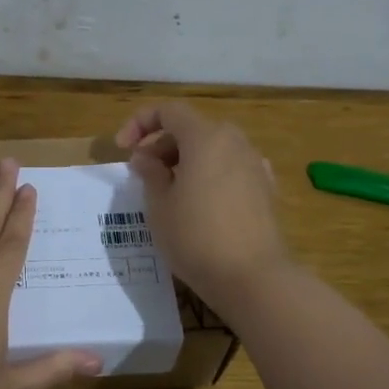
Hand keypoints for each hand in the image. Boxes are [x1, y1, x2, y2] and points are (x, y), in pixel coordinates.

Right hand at [114, 101, 291, 313]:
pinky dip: (209, 176)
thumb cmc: (196, 237)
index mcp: (206, 137)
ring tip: (168, 191)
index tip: (122, 149)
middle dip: (162, 146)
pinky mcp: (265, 189)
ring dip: (186, 162)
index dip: (140, 123)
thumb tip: (146, 158)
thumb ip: (150, 173)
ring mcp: (254, 165)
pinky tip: (200, 203)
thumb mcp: (159, 206)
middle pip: (191, 130)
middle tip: (143, 175)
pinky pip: (230, 170)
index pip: (169, 111)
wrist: (252, 277)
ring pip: (212, 150)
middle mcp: (234, 142)